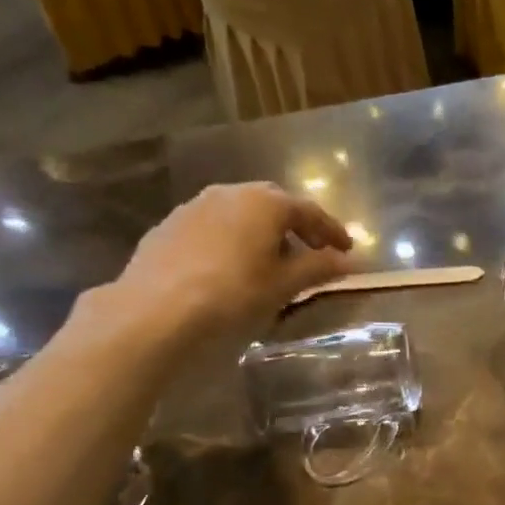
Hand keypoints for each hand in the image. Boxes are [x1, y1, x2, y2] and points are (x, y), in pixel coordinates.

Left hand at [100, 183, 352, 342]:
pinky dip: (233, 240)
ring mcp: (194, 207)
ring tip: (272, 261)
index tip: (348, 250)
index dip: (332, 231)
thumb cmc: (233, 294)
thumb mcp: (284, 285)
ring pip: (240, 213)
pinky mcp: (169, 227)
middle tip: (313, 251)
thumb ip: (318, 268)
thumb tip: (348, 262)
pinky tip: (233, 266)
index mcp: (265, 202)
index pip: (309, 211)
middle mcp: (230, 193)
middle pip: (273, 205)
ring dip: (262, 232)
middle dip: (296, 226)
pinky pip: (214, 227)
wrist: (155, 311)